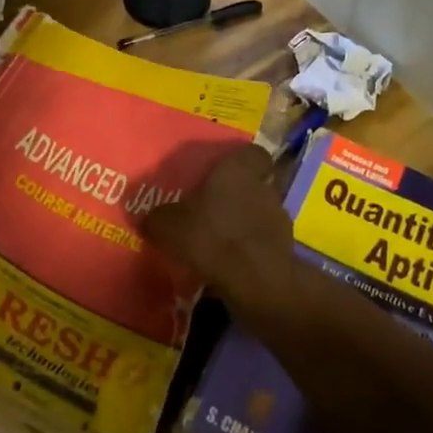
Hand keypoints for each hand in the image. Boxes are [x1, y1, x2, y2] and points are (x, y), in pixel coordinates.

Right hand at [143, 145, 296, 308]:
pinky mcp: (285, 248)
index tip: (223, 171)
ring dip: (244, 222)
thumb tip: (147, 218)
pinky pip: (263, 241)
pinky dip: (250, 248)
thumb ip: (157, 218)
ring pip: (259, 212)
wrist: (255, 281)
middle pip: (254, 183)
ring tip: (220, 238)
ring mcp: (279, 218)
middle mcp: (263, 186)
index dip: (240, 160)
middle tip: (213, 207)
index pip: (252, 152)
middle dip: (237, 194)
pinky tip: (230, 261)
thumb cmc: (211, 236)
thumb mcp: (168, 226)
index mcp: (239, 168)